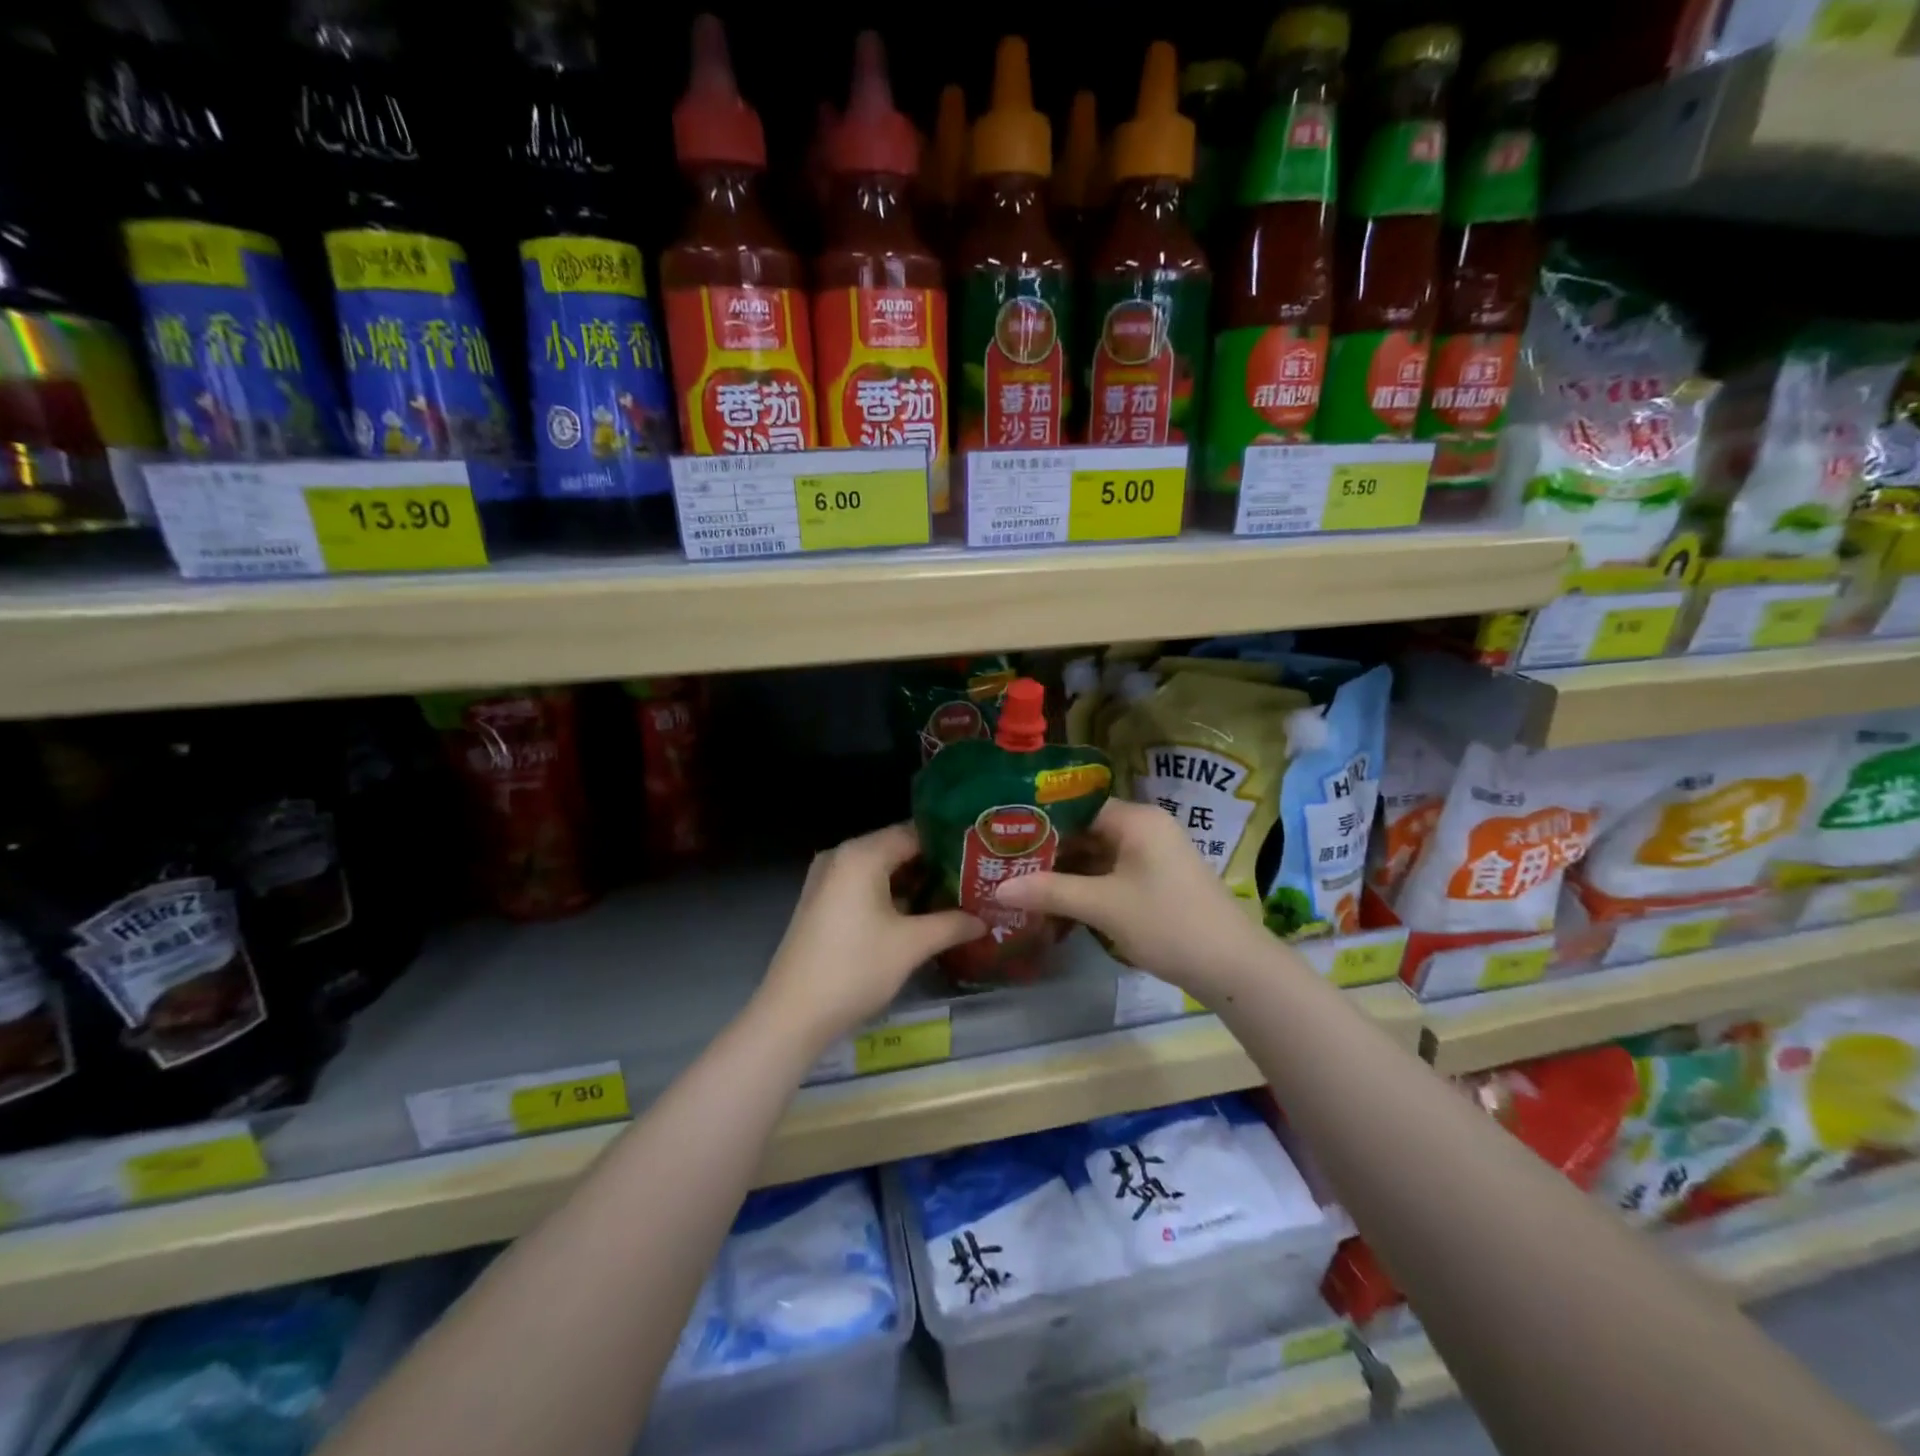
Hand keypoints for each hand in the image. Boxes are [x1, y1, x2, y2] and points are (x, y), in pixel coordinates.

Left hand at [759, 823, 983, 1048]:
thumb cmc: (855, 969)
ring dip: (914, 883)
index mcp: (862, 854)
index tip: (980, 856)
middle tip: (975, 878)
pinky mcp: (822, 902)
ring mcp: (827, 879)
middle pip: (897, 848)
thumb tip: (984, 920)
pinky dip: (891, 895)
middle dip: (934, 865)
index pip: (915, 832)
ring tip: (956, 896)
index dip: (949, 844)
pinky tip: (920, 914)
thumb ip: (951, 925)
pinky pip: (865, 886)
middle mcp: (842, 856)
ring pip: (881, 869)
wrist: (792, 1015)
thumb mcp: (911, 945)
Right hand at [993, 799, 1274, 1000]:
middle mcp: (1146, 828)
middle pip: (1086, 831)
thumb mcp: (1103, 906)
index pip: (1077, 807)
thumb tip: (997, 889)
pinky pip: (1113, 873)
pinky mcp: (1158, 880)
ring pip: (1098, 855)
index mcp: (1136, 819)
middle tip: (1006, 864)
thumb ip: (1049, 892)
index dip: (1041, 822)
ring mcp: (1154, 855)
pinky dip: (1088, 886)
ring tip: (1024, 884)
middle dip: (1050, 851)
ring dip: (1067, 872)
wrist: (1233, 966)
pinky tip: (1059, 903)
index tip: (1005, 837)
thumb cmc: (1168, 923)